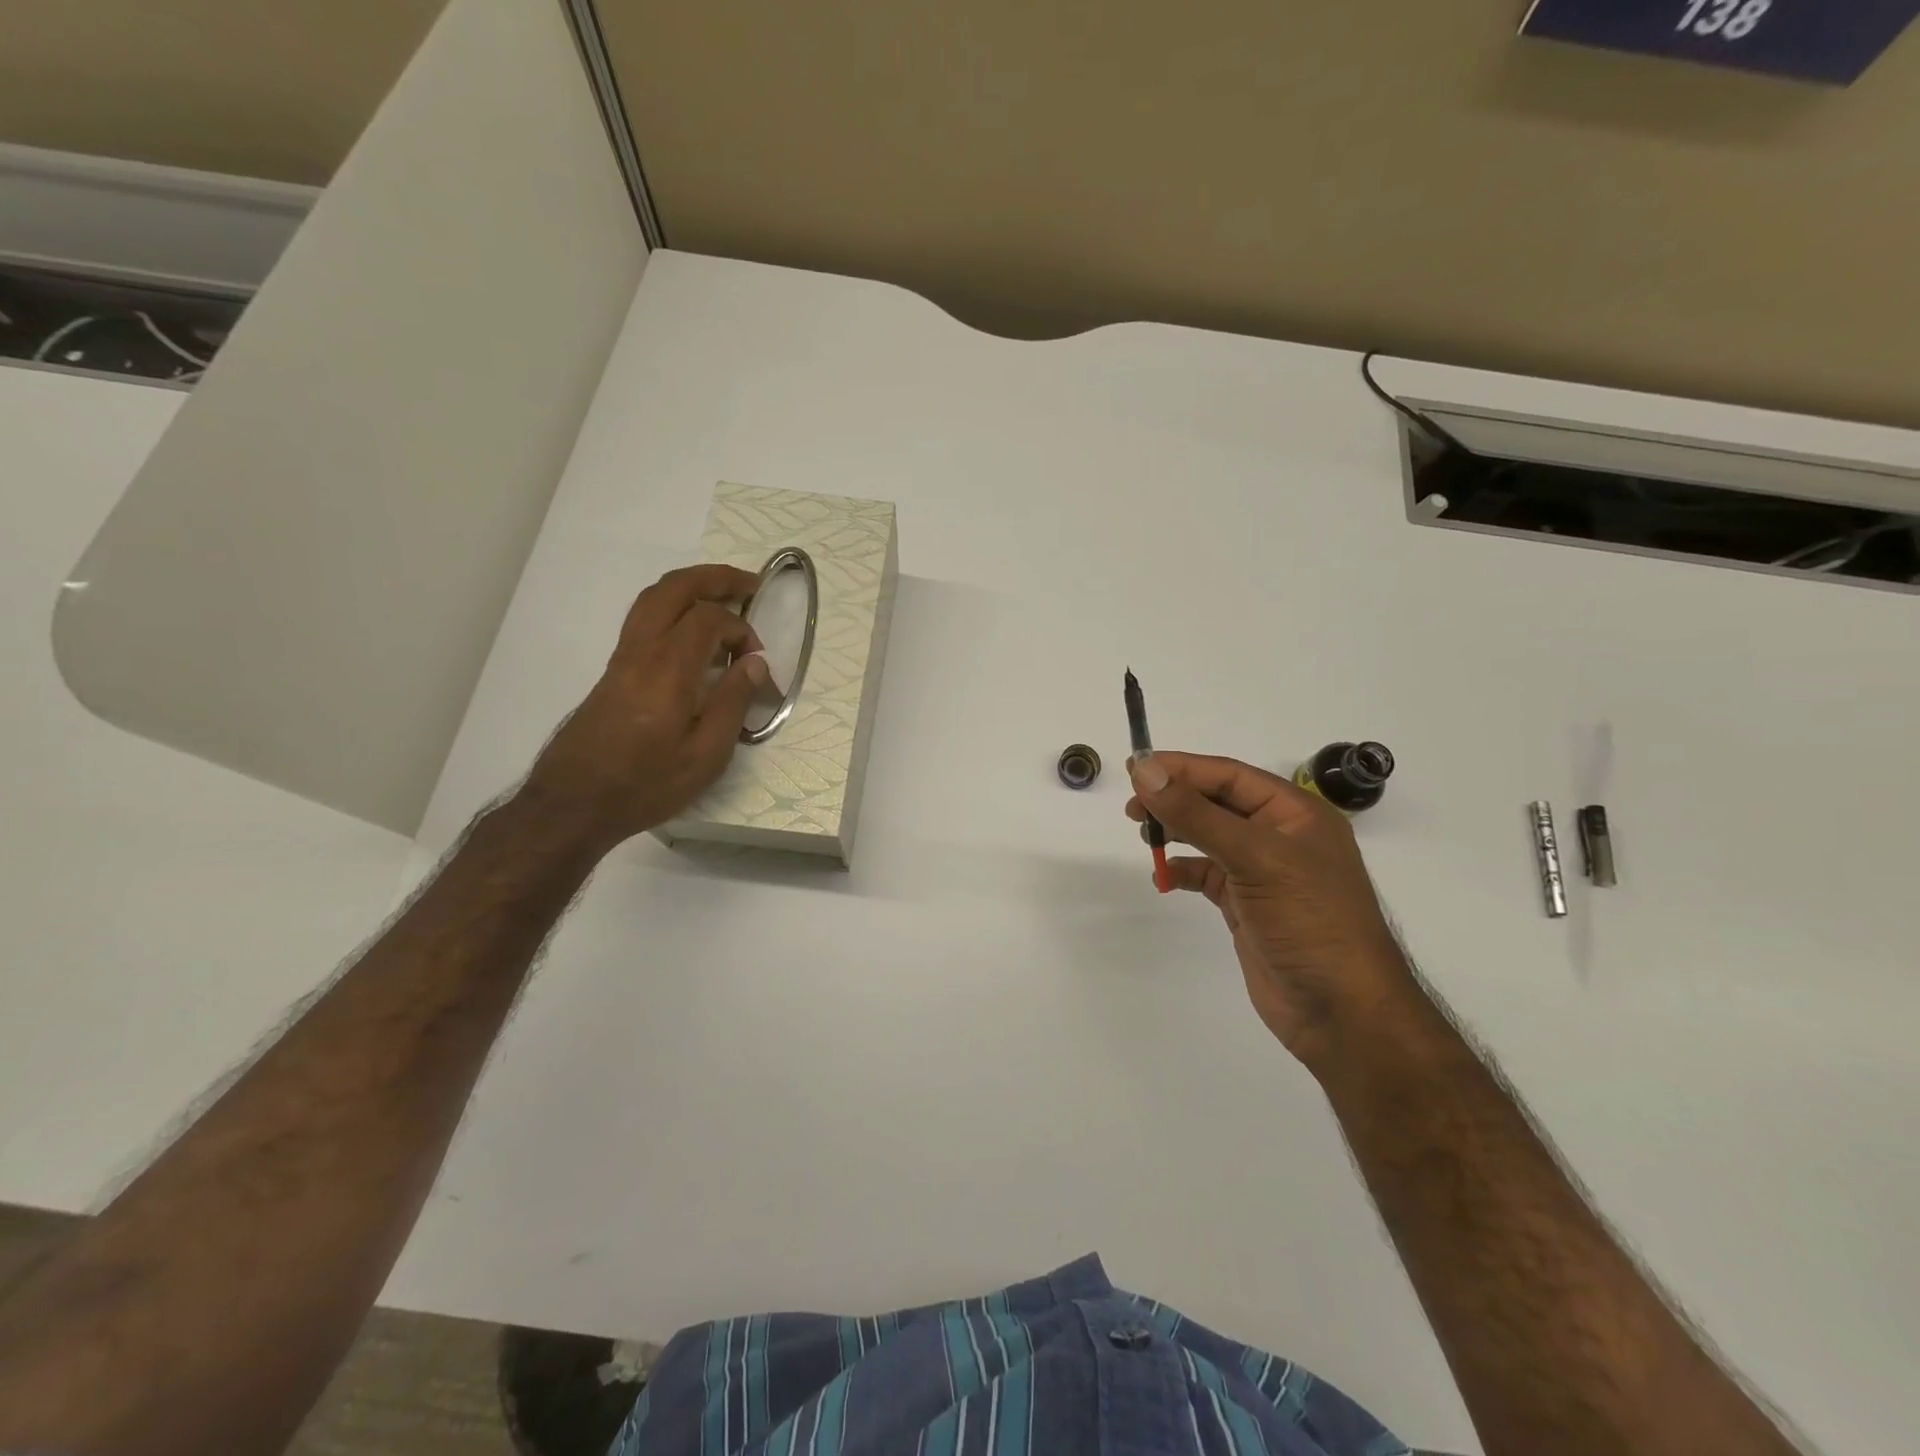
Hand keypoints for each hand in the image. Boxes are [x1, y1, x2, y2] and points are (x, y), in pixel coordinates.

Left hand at [522, 565, 772, 846]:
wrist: (574, 804)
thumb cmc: (646, 785)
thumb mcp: (705, 756)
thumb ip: (733, 703)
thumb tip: (755, 664)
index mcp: (668, 670)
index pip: (709, 620)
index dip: (742, 630)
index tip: (757, 663)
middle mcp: (641, 652)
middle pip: (673, 589)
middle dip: (714, 578)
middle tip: (749, 583)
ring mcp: (622, 659)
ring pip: (652, 599)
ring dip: (690, 587)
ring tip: (722, 596)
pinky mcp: (613, 673)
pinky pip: (644, 620)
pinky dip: (674, 609)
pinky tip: (692, 633)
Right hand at [1126, 752, 1414, 1069]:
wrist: (1342, 1013)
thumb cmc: (1309, 922)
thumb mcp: (1254, 858)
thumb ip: (1197, 814)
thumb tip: (1145, 772)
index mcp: (1295, 813)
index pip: (1229, 776)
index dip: (1182, 768)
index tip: (1135, 768)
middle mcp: (1280, 836)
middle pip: (1217, 802)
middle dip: (1175, 799)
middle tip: (1132, 806)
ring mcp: (1264, 872)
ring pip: (1209, 836)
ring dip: (1176, 831)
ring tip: (1143, 834)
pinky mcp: (1248, 905)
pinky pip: (1207, 874)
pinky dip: (1183, 870)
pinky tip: (1163, 875)